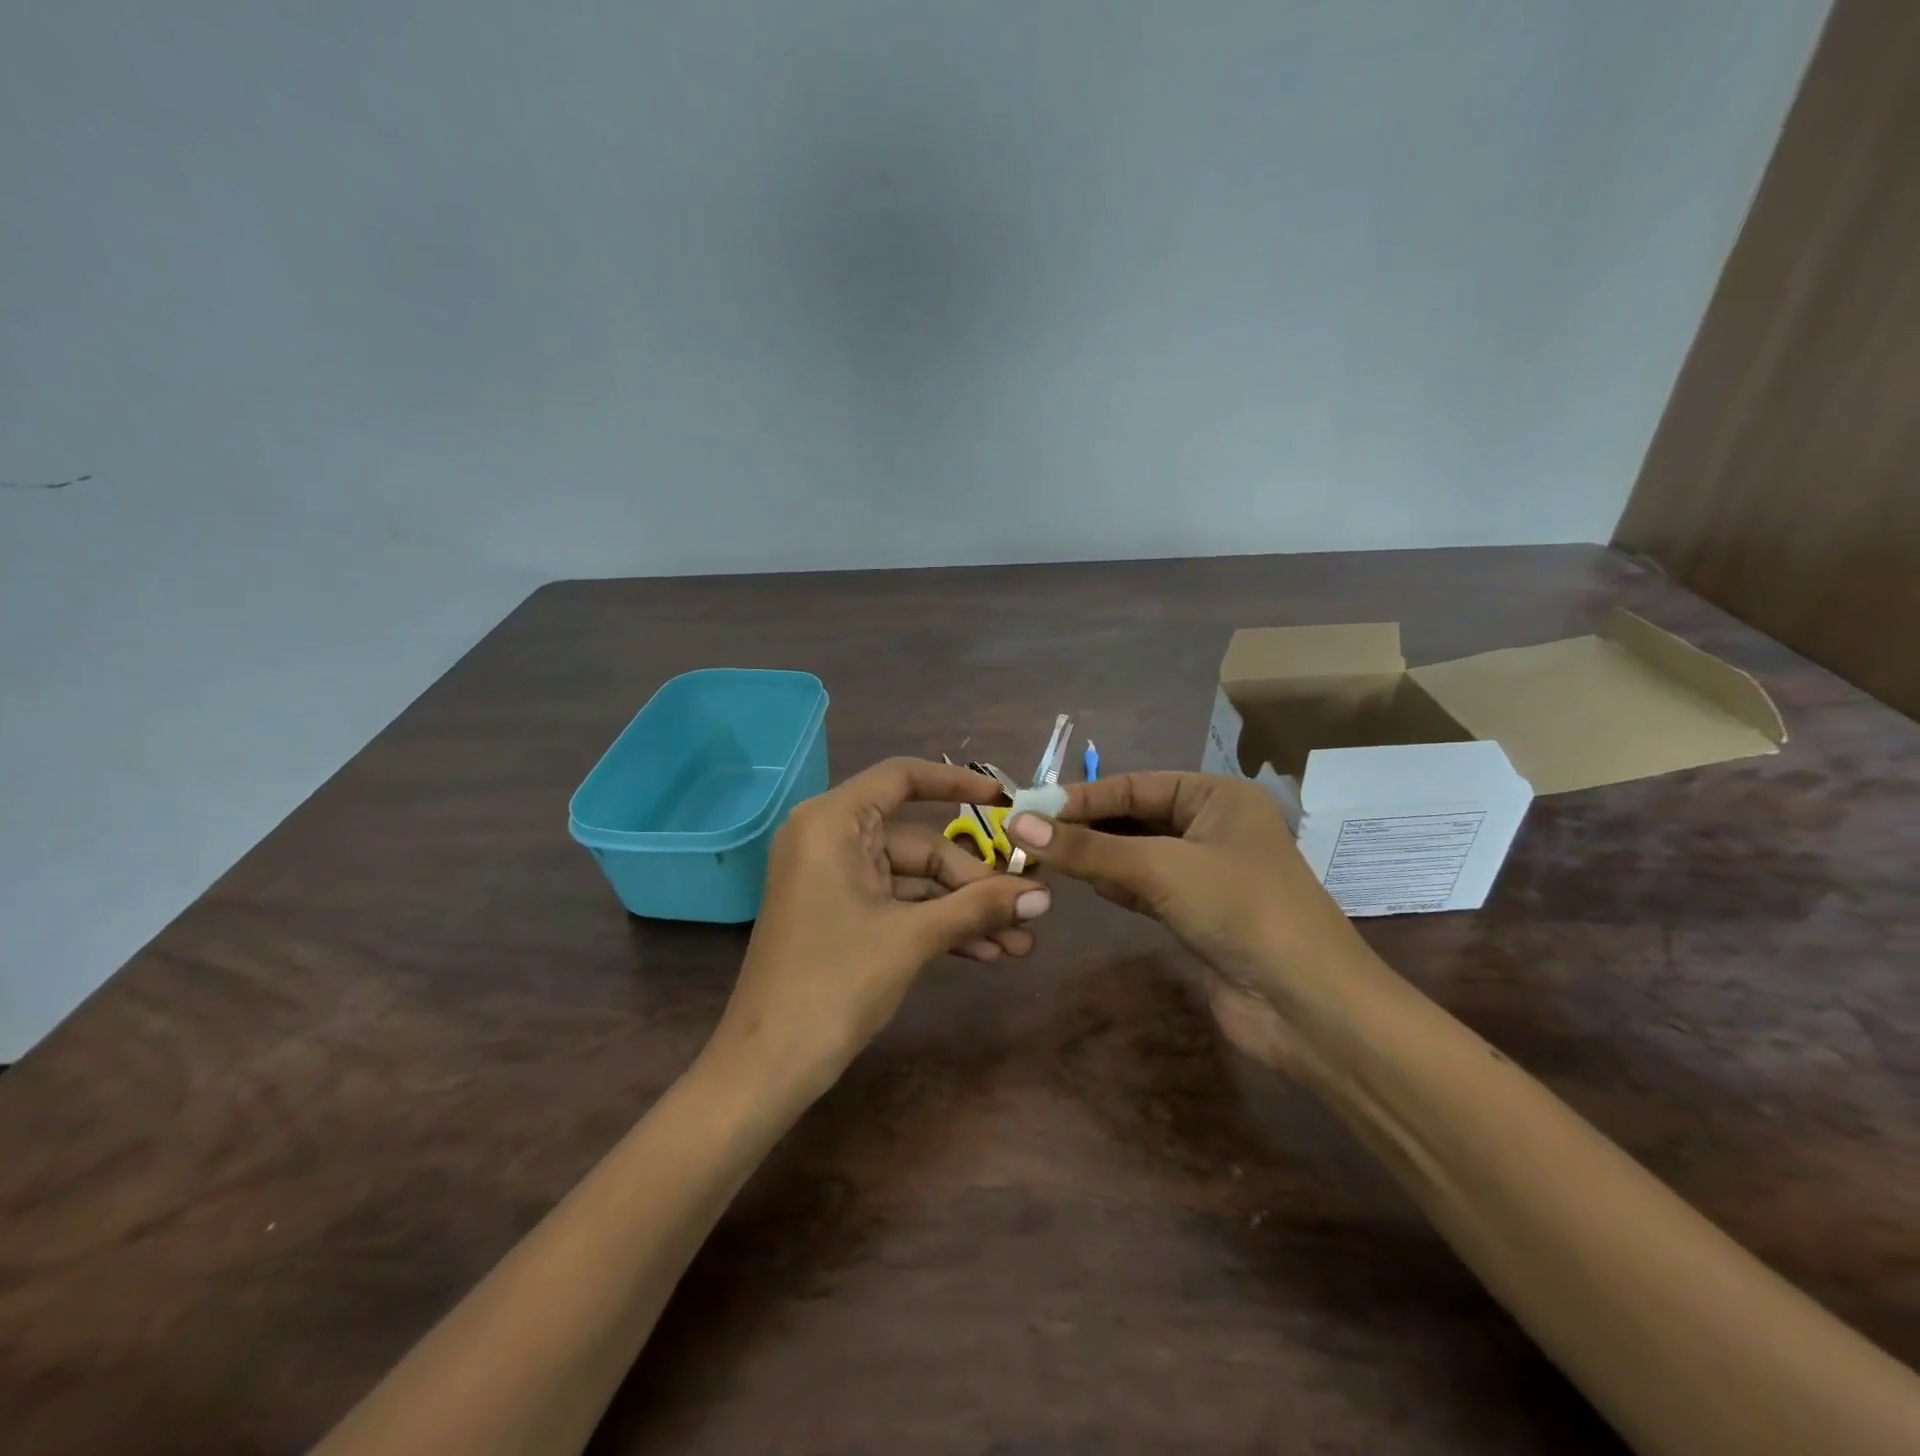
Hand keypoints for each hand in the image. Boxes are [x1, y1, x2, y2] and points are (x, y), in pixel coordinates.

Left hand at [713, 758, 1052, 1095]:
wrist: (766, 1066)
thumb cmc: (834, 984)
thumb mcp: (912, 939)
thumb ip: (977, 908)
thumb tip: (1045, 895)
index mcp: (832, 822)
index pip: (901, 777)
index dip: (956, 783)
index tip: (1004, 802)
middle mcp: (829, 839)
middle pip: (918, 843)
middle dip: (974, 882)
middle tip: (1028, 911)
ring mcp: (833, 880)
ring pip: (913, 881)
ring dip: (962, 911)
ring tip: (1018, 943)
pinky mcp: (839, 915)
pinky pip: (897, 905)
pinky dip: (936, 925)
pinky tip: (984, 952)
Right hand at [1006, 772, 1366, 1078]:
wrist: (1307, 1006)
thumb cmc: (1240, 910)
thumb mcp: (1160, 868)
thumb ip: (1089, 847)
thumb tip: (1019, 822)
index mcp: (1217, 796)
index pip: (1135, 785)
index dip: (1081, 797)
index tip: (1027, 807)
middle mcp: (1213, 826)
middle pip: (1135, 817)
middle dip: (1086, 827)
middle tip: (1028, 834)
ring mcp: (1206, 872)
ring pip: (1137, 853)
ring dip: (1097, 856)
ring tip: (1045, 856)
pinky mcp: (1198, 913)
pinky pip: (1145, 887)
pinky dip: (1116, 885)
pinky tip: (1086, 885)